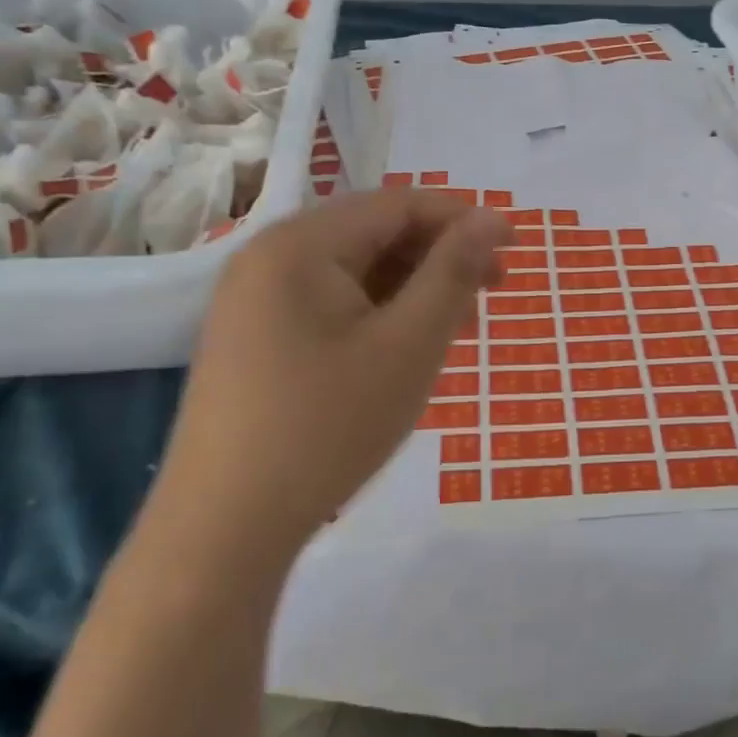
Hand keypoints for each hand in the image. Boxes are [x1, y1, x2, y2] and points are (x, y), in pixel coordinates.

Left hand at [159, 190, 509, 555]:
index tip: (515, 247)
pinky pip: (330, 305)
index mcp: (299, 245)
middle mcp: (268, 258)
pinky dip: (378, 315)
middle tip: (493, 294)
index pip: (397, 204)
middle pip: (373, 234)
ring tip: (457, 329)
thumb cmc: (327, 428)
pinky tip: (406, 349)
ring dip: (413, 289)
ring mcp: (254, 301)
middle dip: (439, 257)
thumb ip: (453, 272)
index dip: (462, 218)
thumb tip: (492, 218)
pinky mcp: (254, 339)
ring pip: (354, 273)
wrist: (222, 532)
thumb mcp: (409, 345)